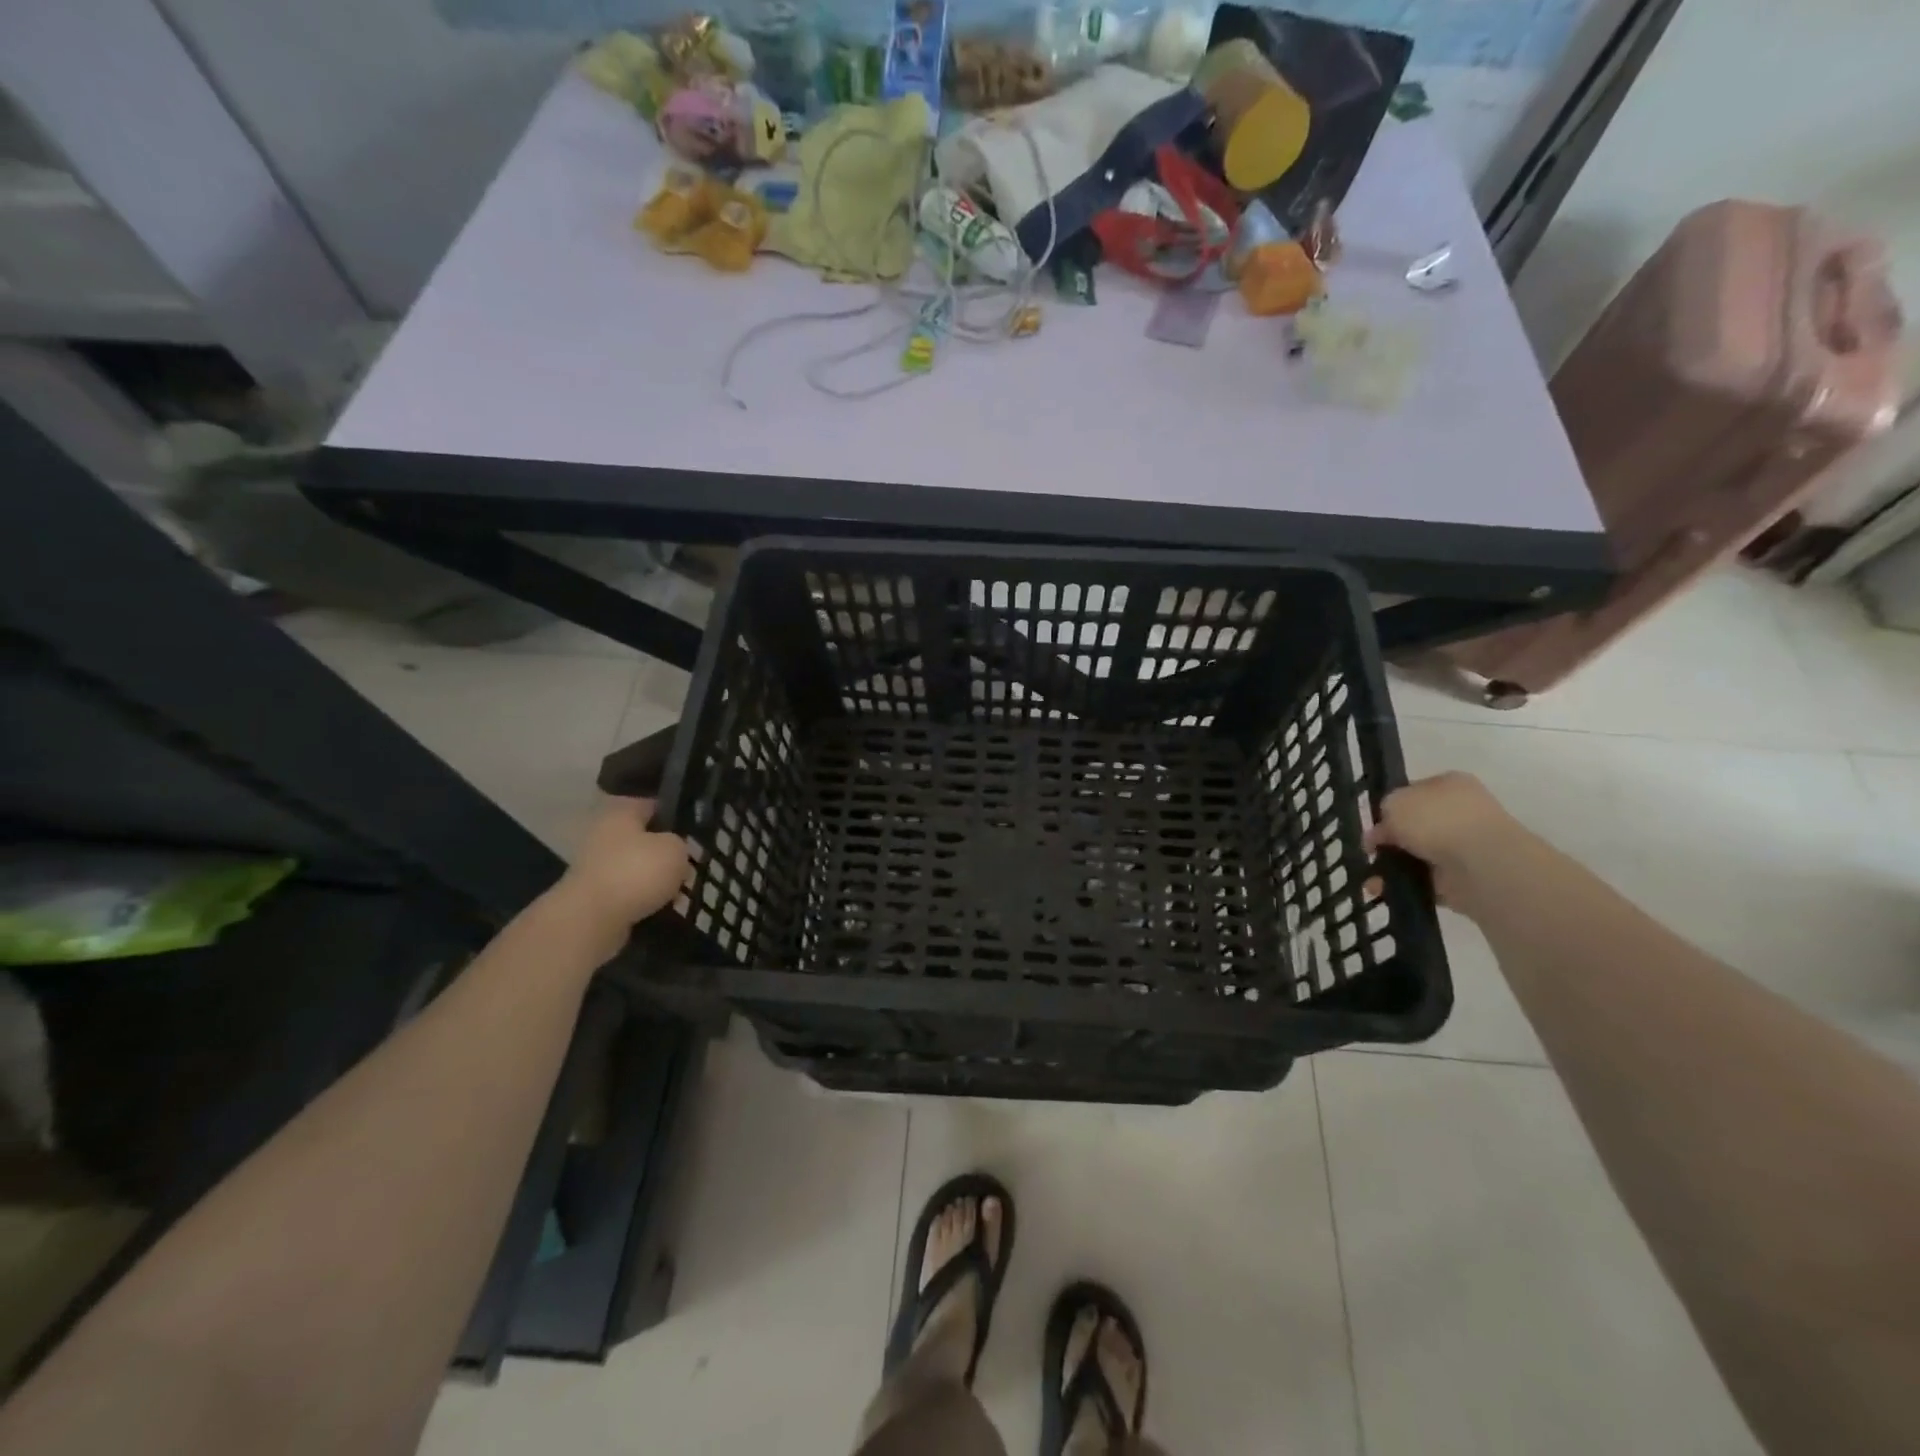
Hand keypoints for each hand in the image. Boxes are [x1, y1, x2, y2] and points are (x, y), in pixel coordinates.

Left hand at [552, 797, 689, 936]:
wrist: (591, 920)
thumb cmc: (636, 872)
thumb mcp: (676, 849)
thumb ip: (681, 844)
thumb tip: (674, 851)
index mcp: (622, 811)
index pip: (654, 803)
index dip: (678, 813)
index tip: (698, 828)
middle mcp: (604, 832)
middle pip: (645, 837)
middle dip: (667, 850)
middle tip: (693, 862)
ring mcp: (596, 865)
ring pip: (638, 865)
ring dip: (657, 877)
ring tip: (682, 889)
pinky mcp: (594, 895)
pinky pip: (629, 891)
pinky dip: (645, 898)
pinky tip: (665, 907)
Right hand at [1368, 772, 1530, 916]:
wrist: (1481, 863)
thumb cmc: (1436, 820)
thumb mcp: (1394, 803)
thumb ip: (1382, 815)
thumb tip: (1380, 834)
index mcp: (1448, 784)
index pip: (1412, 793)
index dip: (1389, 809)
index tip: (1373, 825)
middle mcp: (1459, 812)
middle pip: (1414, 827)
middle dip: (1389, 842)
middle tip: (1370, 852)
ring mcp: (1464, 846)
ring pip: (1417, 855)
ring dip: (1392, 867)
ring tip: (1371, 880)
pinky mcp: (1464, 878)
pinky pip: (1426, 881)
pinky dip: (1405, 886)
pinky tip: (1384, 891)